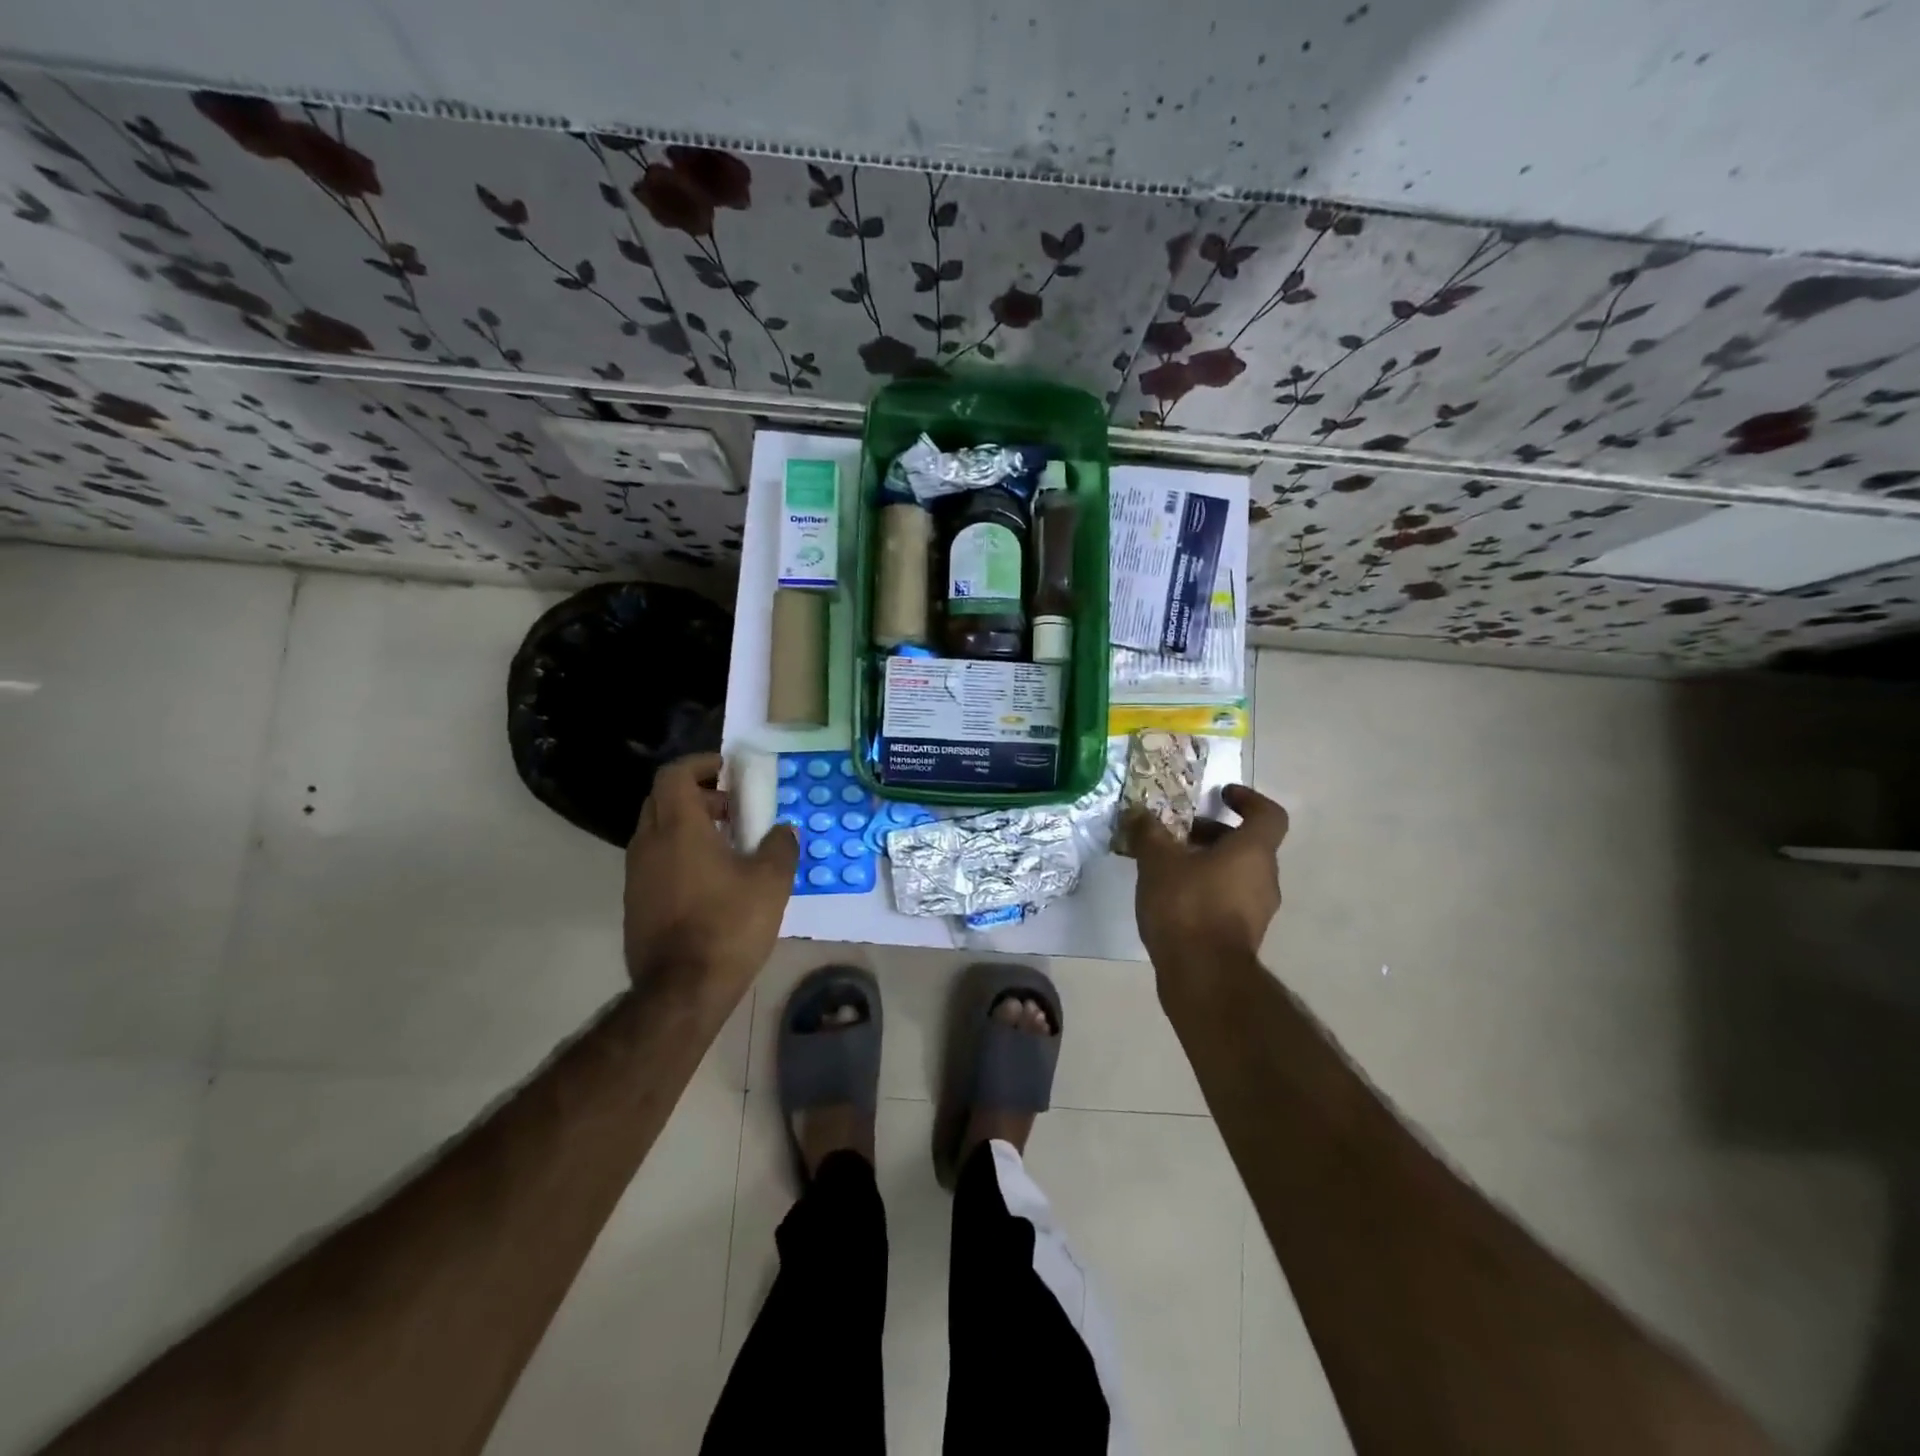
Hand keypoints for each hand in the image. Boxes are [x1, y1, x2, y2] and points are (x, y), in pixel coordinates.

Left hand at [623, 753, 798, 1001]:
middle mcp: (649, 843)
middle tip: (731, 808)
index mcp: (679, 828)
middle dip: (697, 794)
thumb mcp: (771, 882)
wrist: (681, 990)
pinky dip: (678, 853)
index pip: (674, 775)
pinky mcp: (634, 902)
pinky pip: (654, 860)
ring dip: (687, 825)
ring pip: (656, 830)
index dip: (700, 764)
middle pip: (662, 799)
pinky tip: (709, 880)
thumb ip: (780, 847)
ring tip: (726, 845)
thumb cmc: (728, 925)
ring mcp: (636, 875)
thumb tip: (783, 831)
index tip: (727, 771)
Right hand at [1129, 784, 1289, 974]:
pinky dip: (1206, 889)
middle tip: (1178, 833)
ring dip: (1207, 863)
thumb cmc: (1187, 907)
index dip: (1248, 799)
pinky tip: (1172, 898)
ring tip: (1167, 866)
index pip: (1268, 814)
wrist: (1203, 977)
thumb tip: (1139, 813)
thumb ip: (1150, 833)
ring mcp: (1257, 911)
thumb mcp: (1158, 862)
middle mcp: (1264, 878)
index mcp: (1253, 852)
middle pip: (1247, 844)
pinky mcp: (1242, 936)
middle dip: (1213, 834)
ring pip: (1236, 873)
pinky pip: (1228, 899)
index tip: (1222, 795)